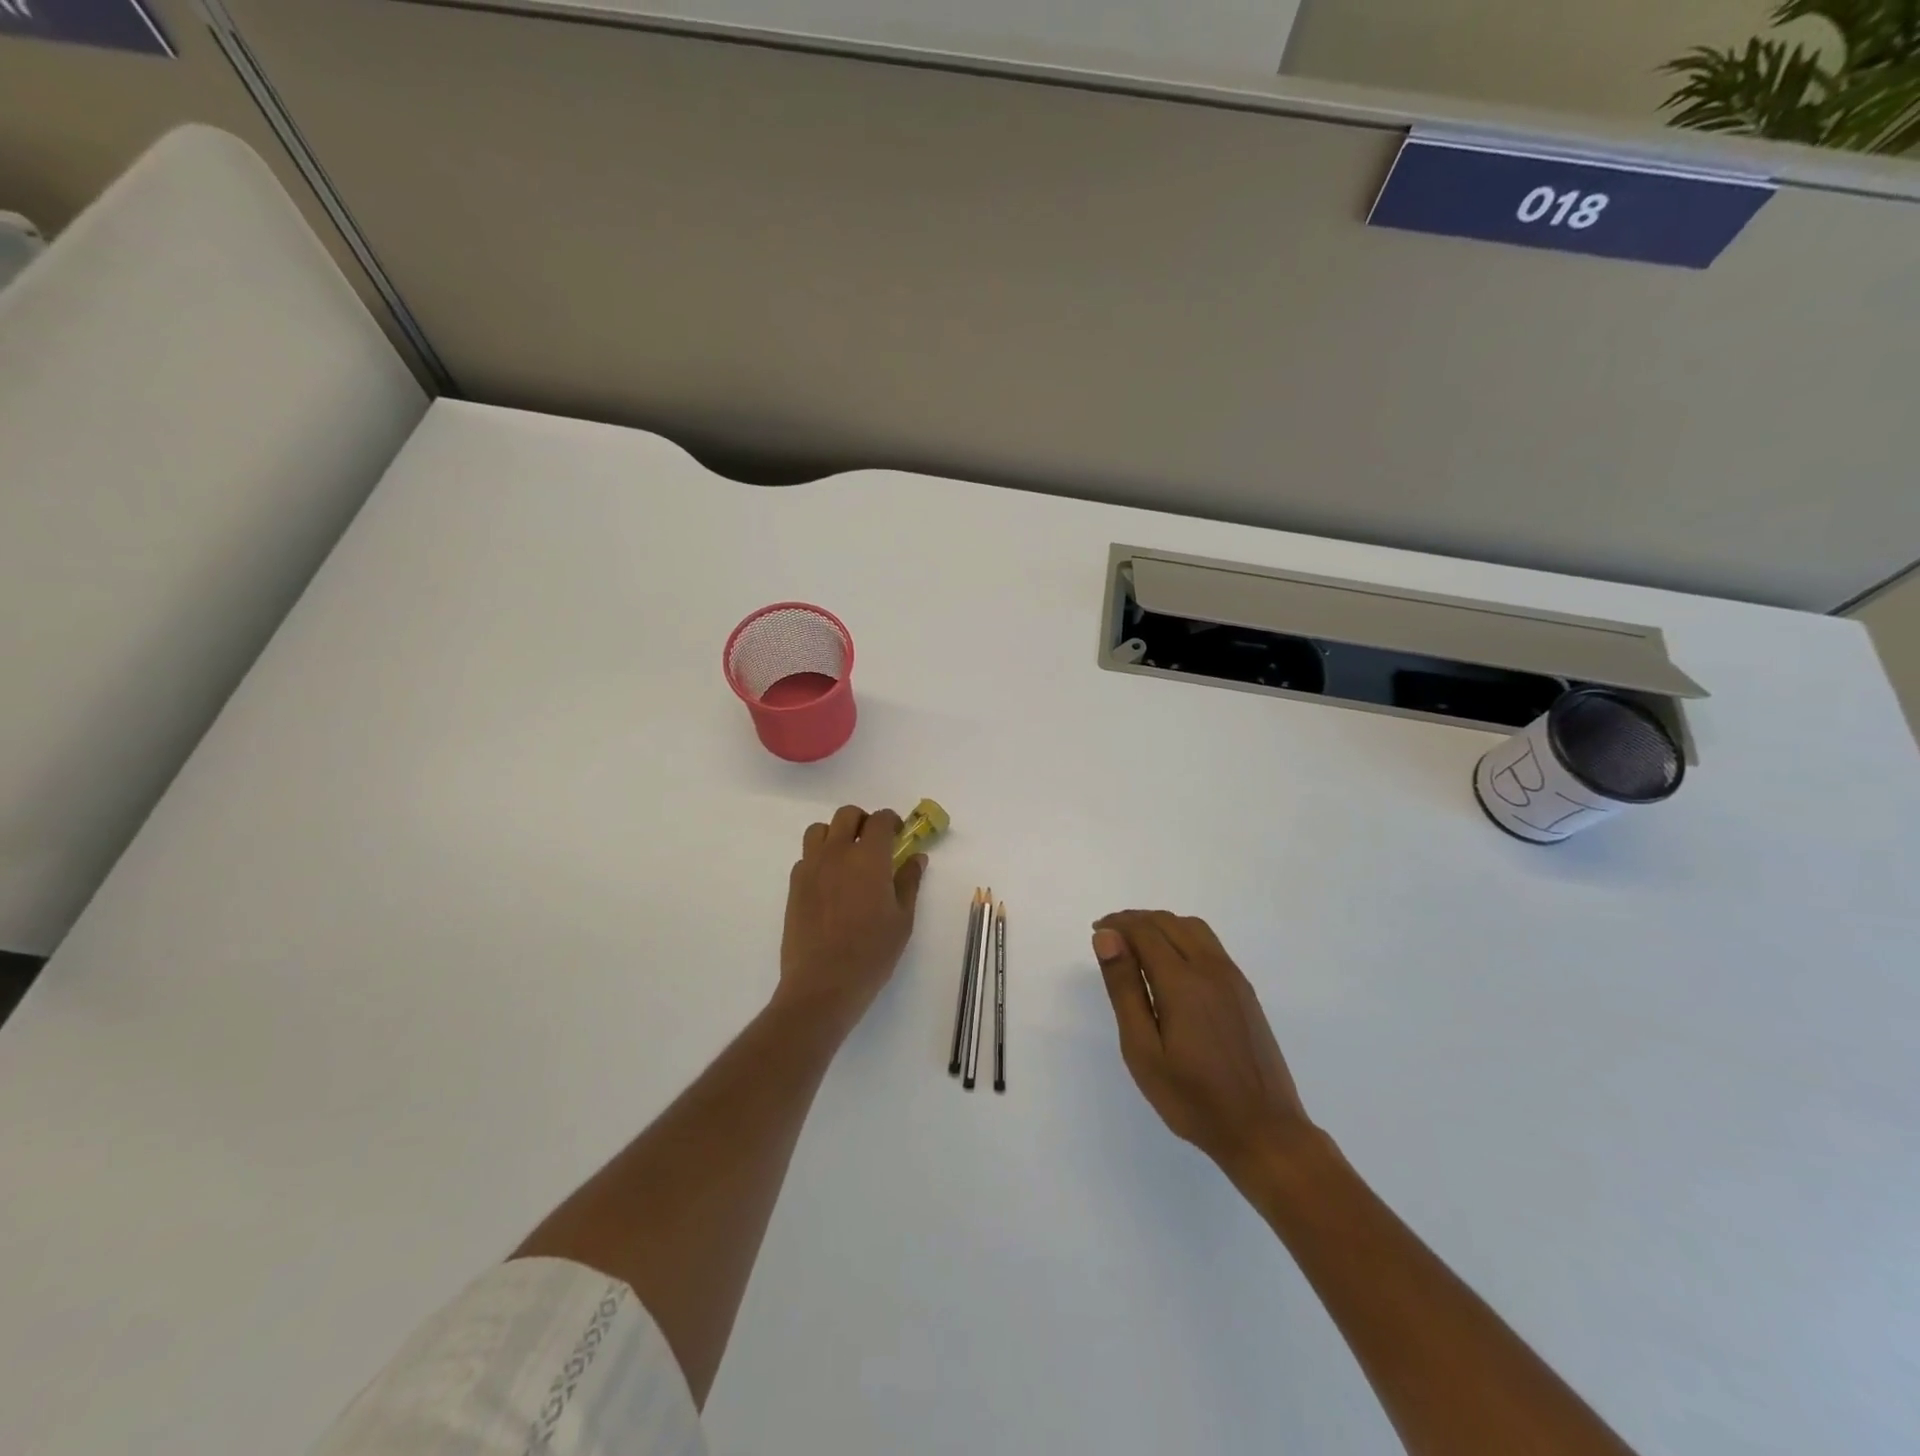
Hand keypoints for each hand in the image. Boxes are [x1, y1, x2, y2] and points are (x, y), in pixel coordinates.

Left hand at [779, 805, 924, 1028]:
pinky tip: (830, 882)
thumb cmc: (871, 953)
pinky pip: (806, 856)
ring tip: (847, 857)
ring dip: (836, 833)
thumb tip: (916, 858)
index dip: (891, 821)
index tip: (899, 834)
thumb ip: (909, 882)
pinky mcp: (794, 885)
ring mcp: (811, 867)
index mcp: (869, 858)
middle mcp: (837, 853)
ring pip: (820, 830)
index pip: (879, 820)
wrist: (822, 983)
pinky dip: (819, 857)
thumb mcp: (902, 919)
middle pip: (847, 815)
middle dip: (863, 821)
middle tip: (874, 842)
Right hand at [1092, 910, 1313, 1184]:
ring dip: (1161, 925)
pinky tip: (1171, 962)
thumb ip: (1124, 988)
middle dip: (1136, 920)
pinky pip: (1209, 945)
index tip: (1096, 931)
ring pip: (1193, 929)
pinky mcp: (1245, 992)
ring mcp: (1233, 978)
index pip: (1145, 931)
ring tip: (1136, 944)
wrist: (1264, 1131)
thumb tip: (1107, 937)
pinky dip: (1182, 937)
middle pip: (1168, 923)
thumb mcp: (1143, 1049)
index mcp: (1182, 981)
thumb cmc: (1192, 1097)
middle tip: (1109, 936)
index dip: (1118, 924)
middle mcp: (1210, 968)